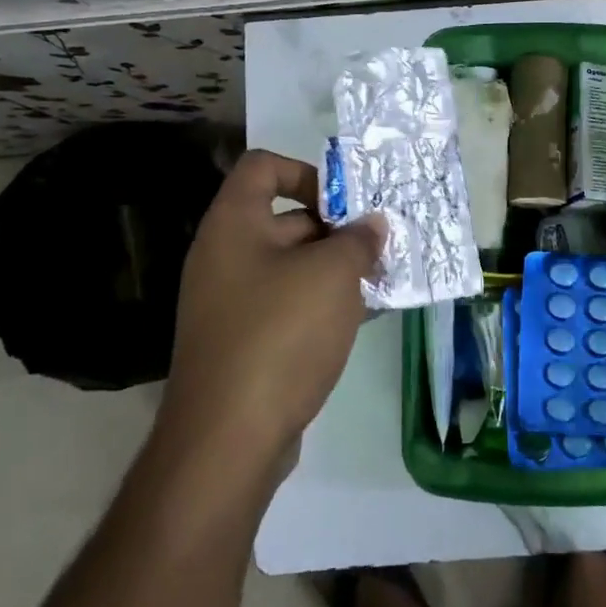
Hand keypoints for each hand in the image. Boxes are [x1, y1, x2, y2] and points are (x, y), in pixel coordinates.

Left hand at [165, 150, 383, 465]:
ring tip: (380, 281)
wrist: (227, 439)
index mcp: (233, 224)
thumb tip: (372, 225)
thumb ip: (359, 240)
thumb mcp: (332, 275)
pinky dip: (320, 304)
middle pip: (285, 218)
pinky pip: (286, 304)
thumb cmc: (280, 335)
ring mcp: (230, 301)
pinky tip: (360, 319)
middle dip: (336, 228)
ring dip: (334, 269)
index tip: (347, 203)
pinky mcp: (242, 341)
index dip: (307, 172)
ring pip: (291, 266)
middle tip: (381, 245)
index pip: (263, 167)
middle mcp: (224, 255)